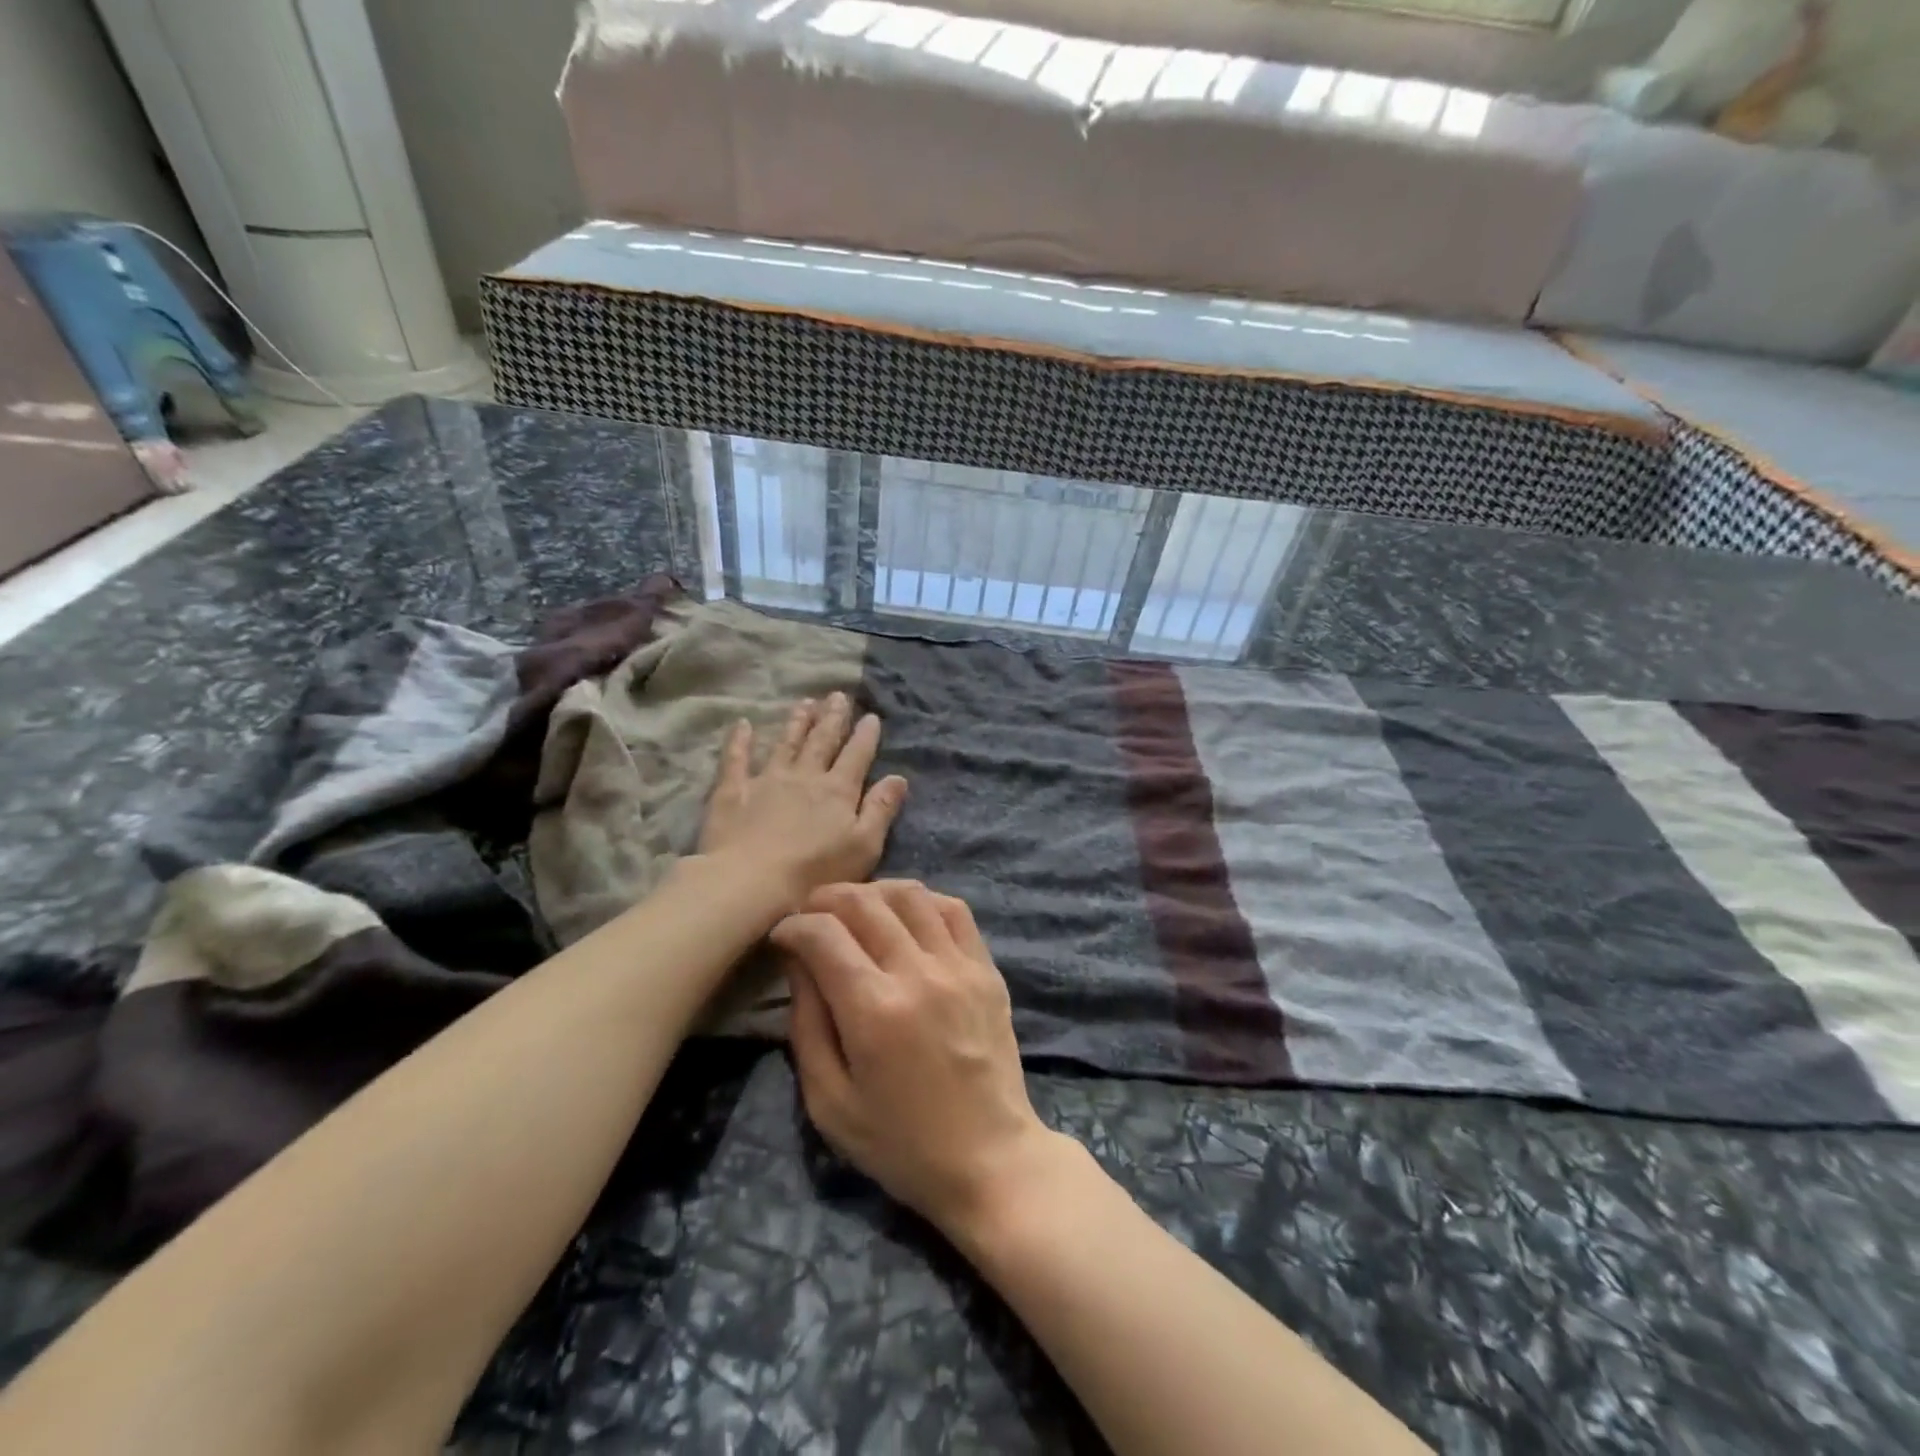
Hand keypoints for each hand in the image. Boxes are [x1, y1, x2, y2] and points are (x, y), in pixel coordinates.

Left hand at [698, 694, 907, 911]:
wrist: (752, 881)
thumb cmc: (816, 872)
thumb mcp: (863, 846)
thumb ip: (881, 809)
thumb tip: (899, 778)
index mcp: (838, 790)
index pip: (856, 756)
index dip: (865, 735)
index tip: (871, 716)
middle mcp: (805, 776)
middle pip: (822, 741)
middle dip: (832, 718)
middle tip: (838, 695)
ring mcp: (767, 779)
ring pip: (785, 743)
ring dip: (797, 722)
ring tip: (805, 702)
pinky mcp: (733, 790)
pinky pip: (736, 758)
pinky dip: (740, 740)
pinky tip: (742, 723)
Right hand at [770, 881, 1069, 1235]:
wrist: (990, 1158)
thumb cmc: (901, 1144)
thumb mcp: (830, 1103)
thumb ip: (807, 1026)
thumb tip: (798, 963)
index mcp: (874, 1010)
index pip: (824, 934)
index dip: (793, 925)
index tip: (782, 936)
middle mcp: (918, 974)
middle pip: (865, 902)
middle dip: (826, 898)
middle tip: (811, 915)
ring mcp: (959, 966)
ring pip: (911, 894)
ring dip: (873, 892)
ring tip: (855, 910)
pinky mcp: (986, 969)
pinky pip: (954, 909)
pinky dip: (922, 900)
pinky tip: (905, 917)